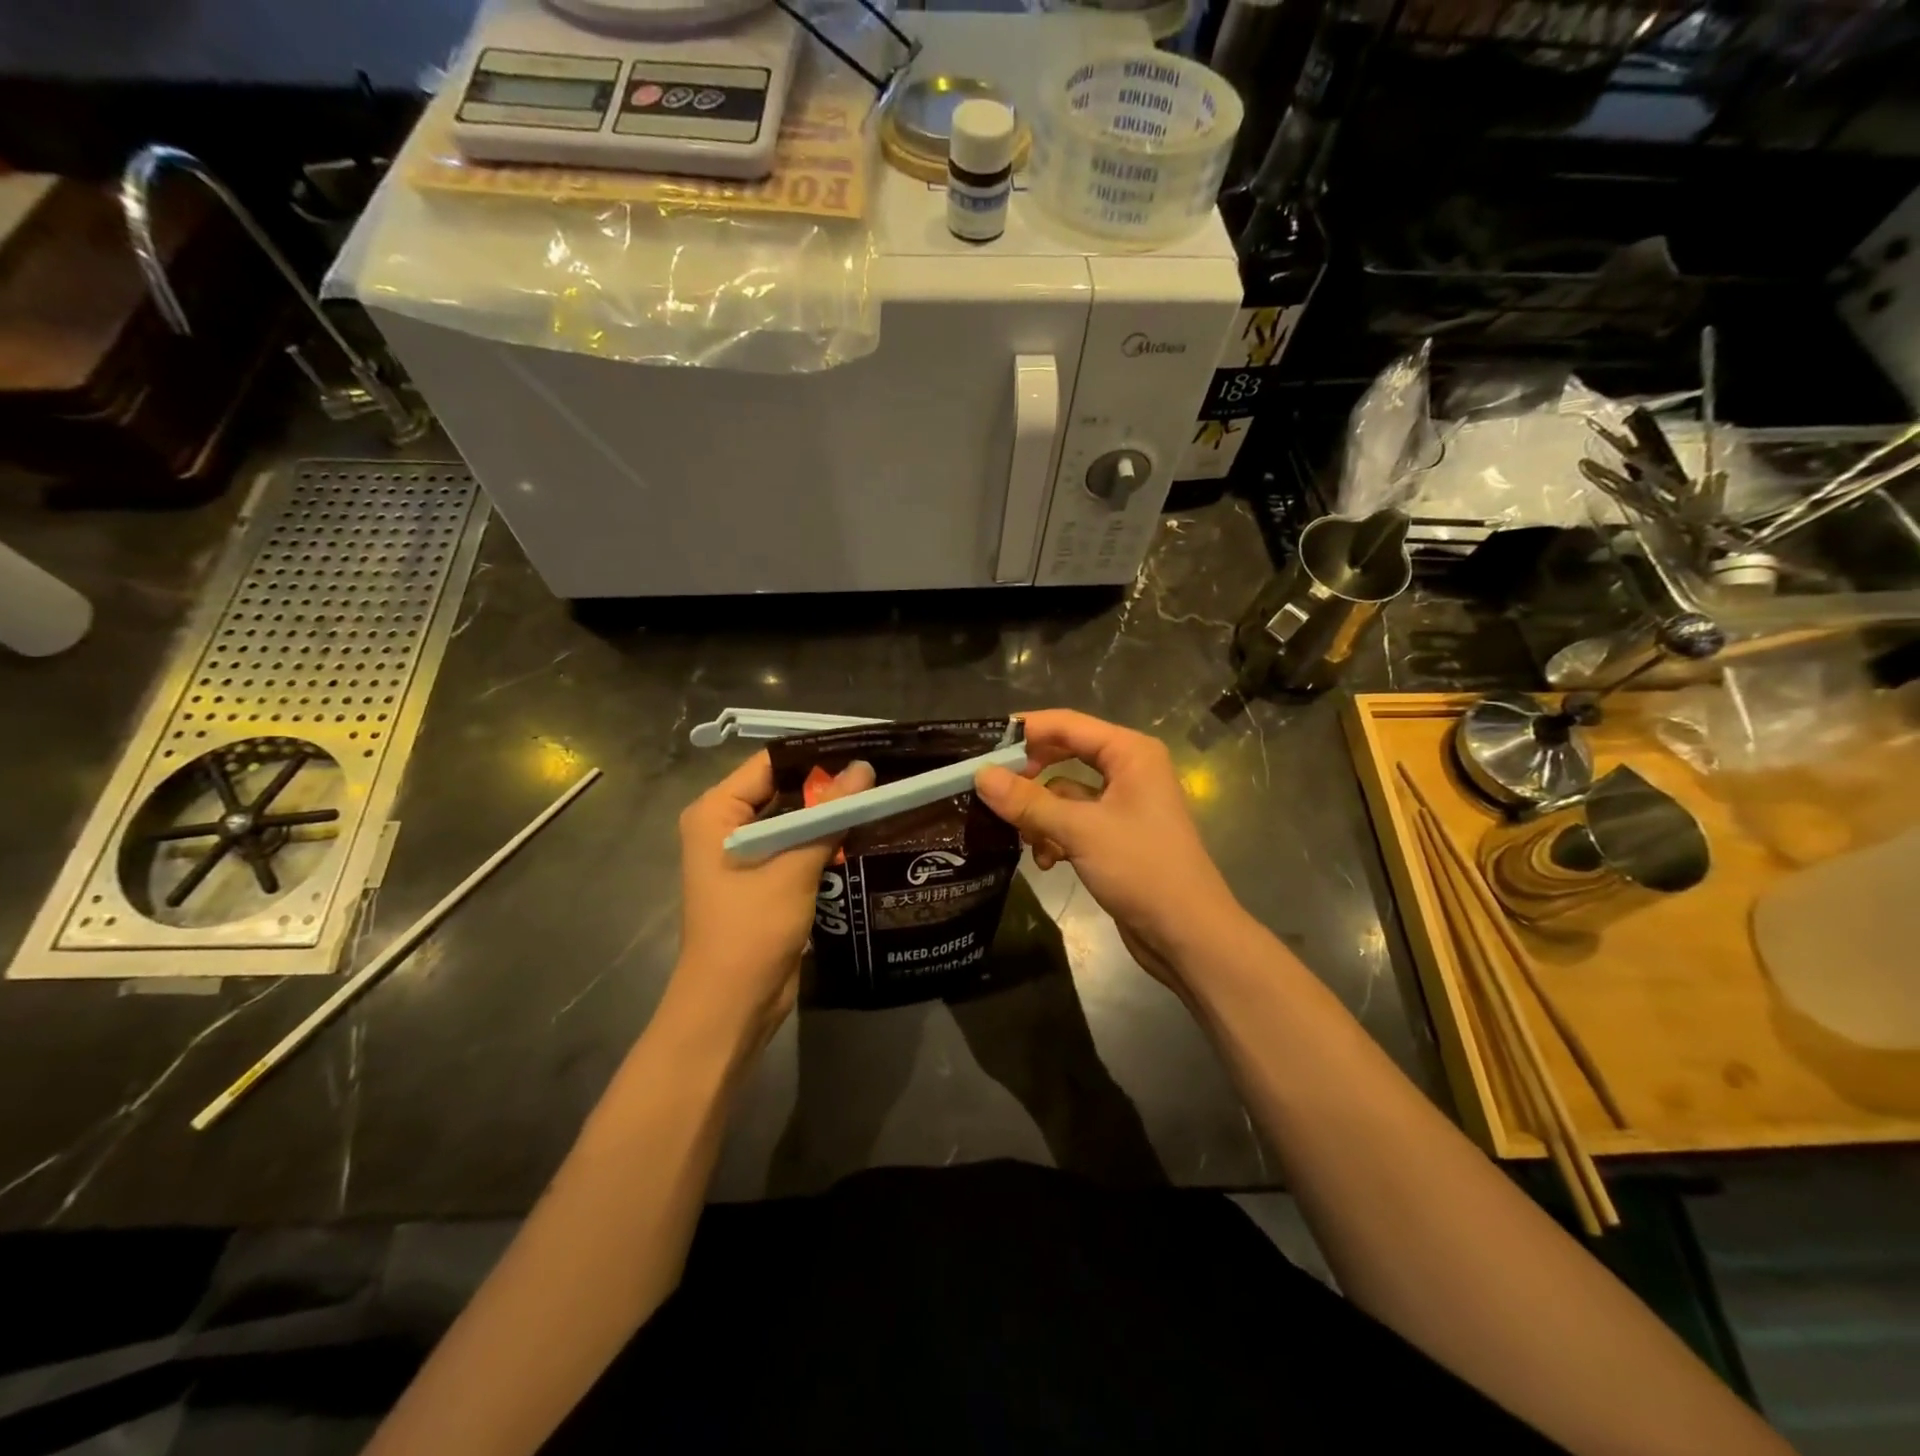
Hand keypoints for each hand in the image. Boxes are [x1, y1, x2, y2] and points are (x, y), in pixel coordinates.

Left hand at [669, 751, 873, 1049]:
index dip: (815, 755)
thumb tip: (865, 769)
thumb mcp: (793, 867)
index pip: (770, 764)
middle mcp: (726, 826)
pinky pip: (797, 847)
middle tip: (881, 771)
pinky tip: (864, 832)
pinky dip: (825, 841)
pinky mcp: (764, 879)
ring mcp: (745, 854)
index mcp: (716, 812)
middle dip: (828, 784)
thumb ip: (828, 816)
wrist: (732, 1006)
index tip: (864, 746)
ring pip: (794, 820)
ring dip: (830, 814)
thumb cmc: (751, 930)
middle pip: (783, 790)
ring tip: (880, 795)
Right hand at [974, 710, 1245, 994]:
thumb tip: (980, 775)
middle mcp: (1128, 770)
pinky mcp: (1115, 836)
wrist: (1188, 934)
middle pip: (1064, 756)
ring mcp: (1123, 804)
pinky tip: (1046, 861)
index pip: (1067, 724)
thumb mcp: (1079, 831)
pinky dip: (1056, 837)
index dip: (1025, 730)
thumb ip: (1028, 801)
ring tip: (1023, 838)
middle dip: (1029, 777)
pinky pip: (1074, 822)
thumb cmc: (1142, 869)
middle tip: (991, 790)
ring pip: (1064, 794)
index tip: (981, 746)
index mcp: (1130, 753)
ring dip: (1040, 815)